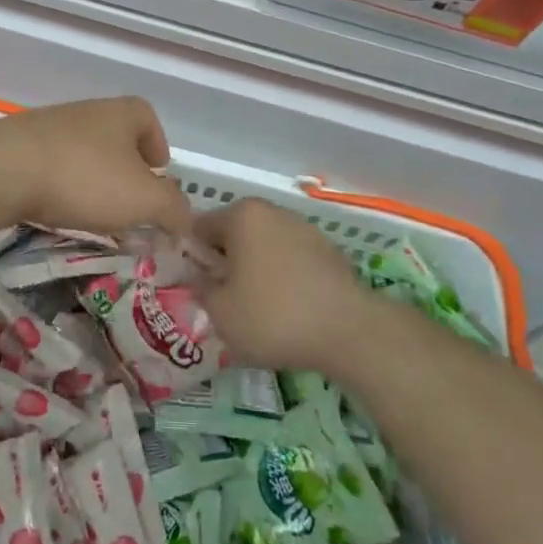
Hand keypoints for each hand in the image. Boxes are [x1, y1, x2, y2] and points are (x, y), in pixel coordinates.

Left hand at [0, 97, 191, 236]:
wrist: (2, 170)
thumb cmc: (84, 178)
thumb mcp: (143, 200)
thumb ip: (173, 209)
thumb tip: (186, 220)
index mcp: (122, 113)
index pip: (148, 119)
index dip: (157, 146)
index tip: (157, 177)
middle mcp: (87, 111)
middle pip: (115, 137)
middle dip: (125, 170)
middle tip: (129, 205)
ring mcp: (50, 125)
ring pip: (83, 152)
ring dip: (93, 180)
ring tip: (93, 213)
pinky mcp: (19, 145)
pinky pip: (52, 164)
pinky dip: (61, 185)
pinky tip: (57, 209)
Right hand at [196, 199, 373, 374]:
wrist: (349, 332)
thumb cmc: (274, 316)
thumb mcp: (221, 312)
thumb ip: (201, 289)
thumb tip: (199, 278)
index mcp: (241, 215)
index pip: (200, 227)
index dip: (193, 257)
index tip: (195, 286)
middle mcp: (272, 211)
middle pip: (234, 234)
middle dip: (225, 262)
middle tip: (223, 299)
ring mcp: (303, 228)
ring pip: (263, 246)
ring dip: (254, 269)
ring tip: (255, 307)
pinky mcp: (327, 250)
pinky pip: (290, 259)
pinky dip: (282, 277)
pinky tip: (286, 308)